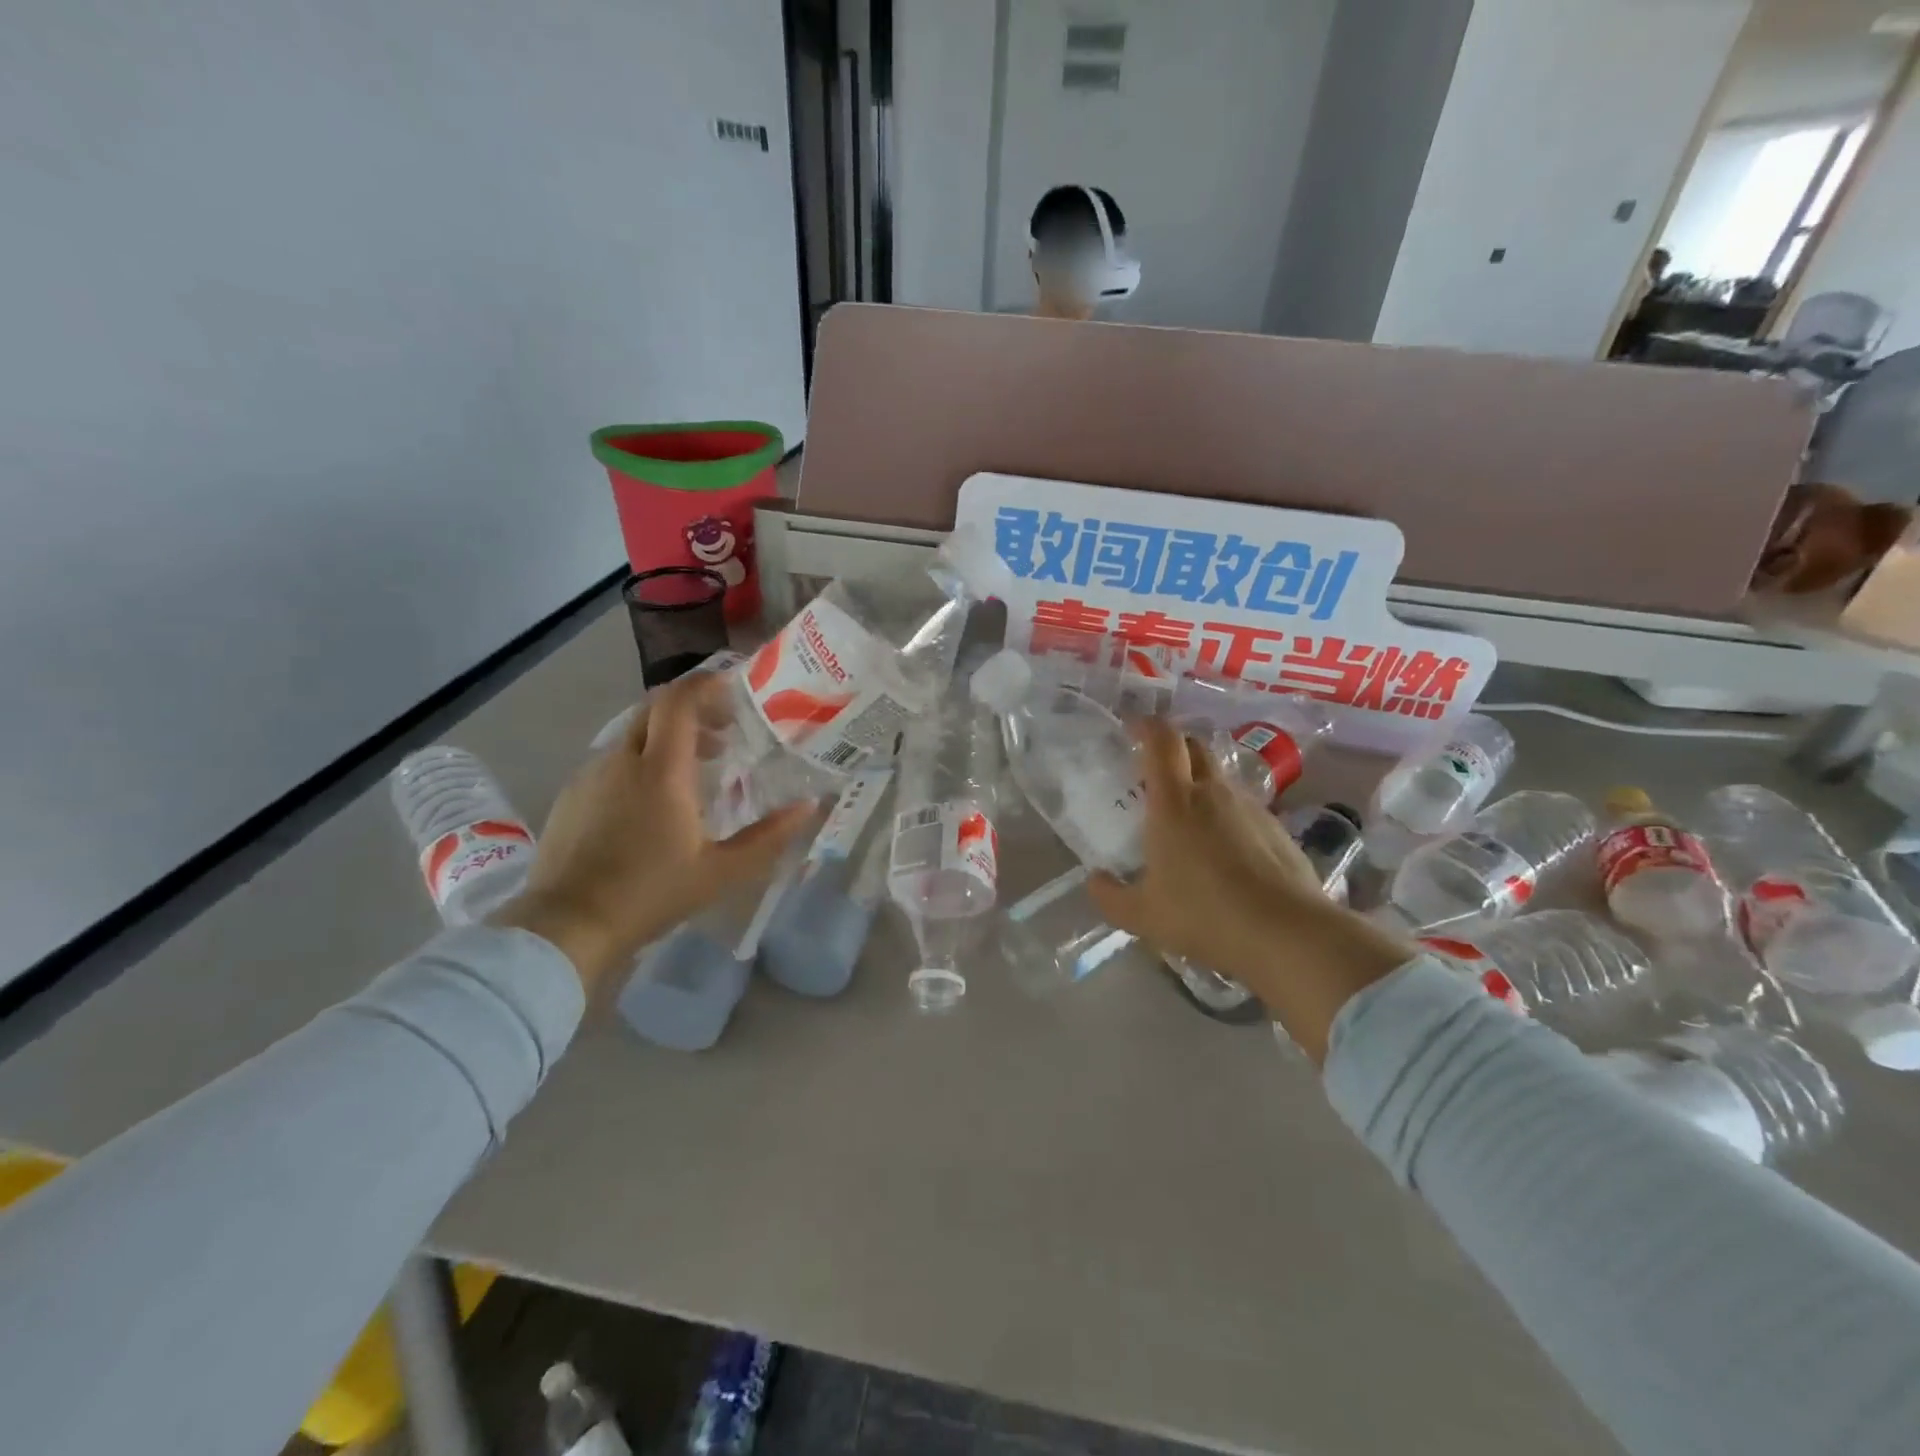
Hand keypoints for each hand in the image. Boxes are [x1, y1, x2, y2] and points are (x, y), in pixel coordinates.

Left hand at [490, 674, 814, 989]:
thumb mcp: (722, 871)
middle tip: (724, 732)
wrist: (568, 925)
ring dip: (668, 737)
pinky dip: (641, 760)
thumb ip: (769, 836)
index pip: (680, 700)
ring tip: (695, 770)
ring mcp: (591, 775)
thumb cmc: (652, 894)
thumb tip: (808, 807)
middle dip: (692, 709)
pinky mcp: (573, 794)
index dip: (707, 684)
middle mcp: (623, 760)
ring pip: (634, 734)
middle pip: (655, 708)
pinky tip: (653, 800)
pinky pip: (613, 760)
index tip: (734, 689)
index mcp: (661, 770)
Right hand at [1087, 719, 1411, 1063]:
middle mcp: (1213, 793)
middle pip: (1195, 746)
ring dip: (1201, 783)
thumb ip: (1110, 896)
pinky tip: (1224, 852)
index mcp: (1174, 802)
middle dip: (1174, 746)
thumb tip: (1095, 881)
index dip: (1146, 726)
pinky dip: (1227, 815)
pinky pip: (1244, 808)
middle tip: (1155, 769)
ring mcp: (1250, 808)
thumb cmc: (1204, 915)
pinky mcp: (1277, 829)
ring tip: (1188, 818)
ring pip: (1221, 777)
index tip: (1132, 728)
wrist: (1287, 934)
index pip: (1161, 740)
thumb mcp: (1142, 915)